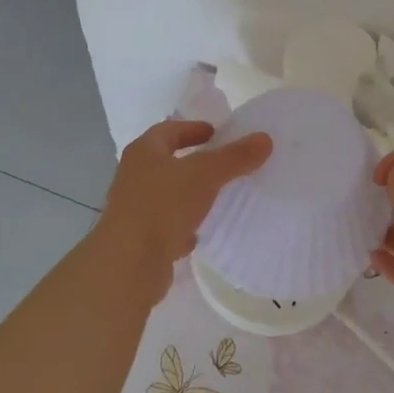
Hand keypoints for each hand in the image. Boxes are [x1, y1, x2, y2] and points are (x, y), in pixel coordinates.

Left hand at [94, 119, 272, 302]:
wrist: (129, 263)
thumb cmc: (163, 205)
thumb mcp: (205, 175)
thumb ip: (234, 157)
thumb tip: (265, 138)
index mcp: (143, 152)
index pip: (169, 130)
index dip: (193, 129)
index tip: (217, 133)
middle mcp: (134, 176)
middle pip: (166, 162)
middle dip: (193, 162)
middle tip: (223, 164)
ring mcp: (134, 209)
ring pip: (167, 195)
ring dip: (189, 195)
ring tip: (218, 197)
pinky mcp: (140, 240)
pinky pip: (166, 226)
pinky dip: (183, 226)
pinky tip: (201, 233)